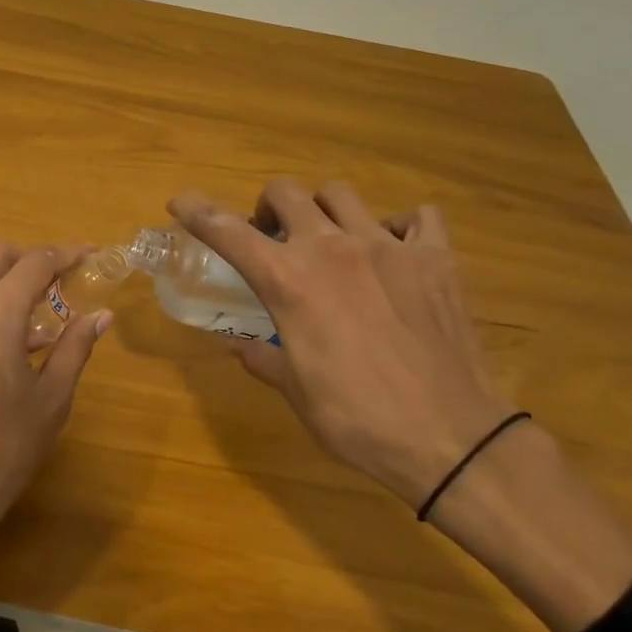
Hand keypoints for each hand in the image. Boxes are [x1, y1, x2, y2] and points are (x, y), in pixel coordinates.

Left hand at [0, 240, 111, 556]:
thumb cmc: (3, 449)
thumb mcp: (51, 399)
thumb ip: (75, 348)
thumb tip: (102, 315)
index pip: (35, 262)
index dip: (66, 253)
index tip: (91, 254)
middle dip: (29, 257)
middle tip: (58, 282)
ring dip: (1, 275)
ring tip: (31, 309)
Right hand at [169, 179, 513, 509]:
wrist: (452, 438)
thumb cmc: (358, 420)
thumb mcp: (297, 392)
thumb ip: (263, 357)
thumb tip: (238, 345)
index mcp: (288, 281)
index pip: (227, 230)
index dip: (197, 211)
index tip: (180, 202)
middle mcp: (331, 248)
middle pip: (285, 192)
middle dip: (268, 206)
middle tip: (272, 235)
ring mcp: (387, 247)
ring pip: (341, 193)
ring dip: (322, 208)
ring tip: (329, 237)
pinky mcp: (435, 258)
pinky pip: (417, 217)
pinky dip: (400, 226)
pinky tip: (396, 251)